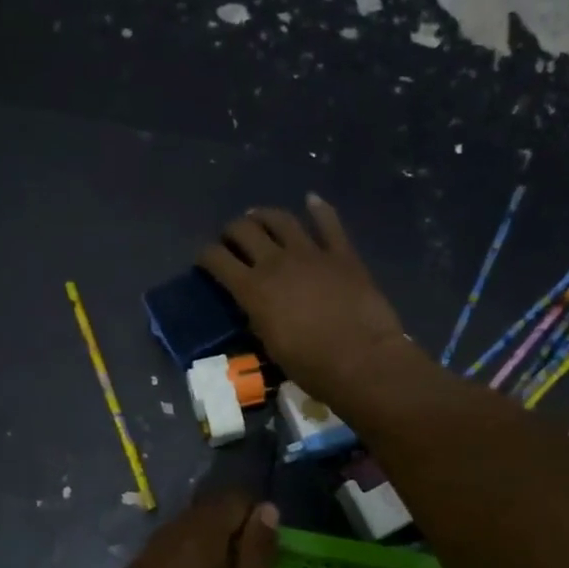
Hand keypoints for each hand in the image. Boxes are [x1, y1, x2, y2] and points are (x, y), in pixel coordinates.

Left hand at [84, 490, 280, 567]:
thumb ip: (254, 556)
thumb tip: (267, 509)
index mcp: (194, 543)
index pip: (230, 500)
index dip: (253, 516)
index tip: (263, 553)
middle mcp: (161, 542)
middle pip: (201, 515)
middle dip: (227, 532)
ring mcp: (136, 564)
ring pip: (177, 537)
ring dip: (201, 550)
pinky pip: (156, 560)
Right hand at [197, 196, 414, 409]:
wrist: (362, 360)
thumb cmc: (312, 367)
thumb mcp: (271, 347)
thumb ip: (258, 319)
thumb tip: (255, 307)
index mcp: (253, 289)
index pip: (216, 259)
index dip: (206, 256)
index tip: (205, 261)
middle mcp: (276, 262)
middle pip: (244, 229)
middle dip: (231, 231)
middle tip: (232, 240)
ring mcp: (311, 253)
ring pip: (280, 218)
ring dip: (264, 215)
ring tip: (259, 218)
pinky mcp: (342, 253)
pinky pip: (328, 222)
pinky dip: (318, 209)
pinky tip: (311, 200)